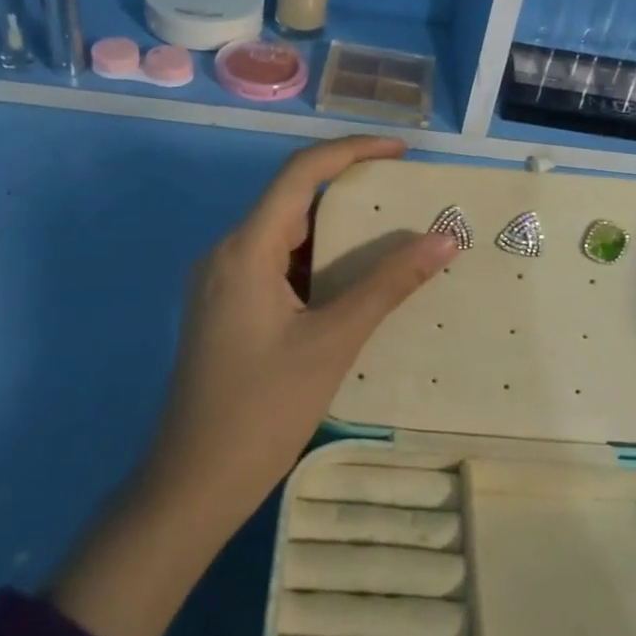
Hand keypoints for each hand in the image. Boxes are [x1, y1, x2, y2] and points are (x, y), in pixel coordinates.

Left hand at [54, 136, 455, 635]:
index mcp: (245, 249)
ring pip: (285, 237)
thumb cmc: (263, 410)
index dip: (352, 151)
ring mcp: (222, 283)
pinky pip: (276, 267)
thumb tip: (443, 239)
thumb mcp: (333, 342)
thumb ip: (387, 285)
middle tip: (406, 198)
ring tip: (391, 239)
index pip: (300, 174)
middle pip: (292, 202)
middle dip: (350, 193)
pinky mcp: (226, 309)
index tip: (401, 151)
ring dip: (335, 233)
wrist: (193, 484)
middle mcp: (227, 253)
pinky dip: (317, 265)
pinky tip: (352, 284)